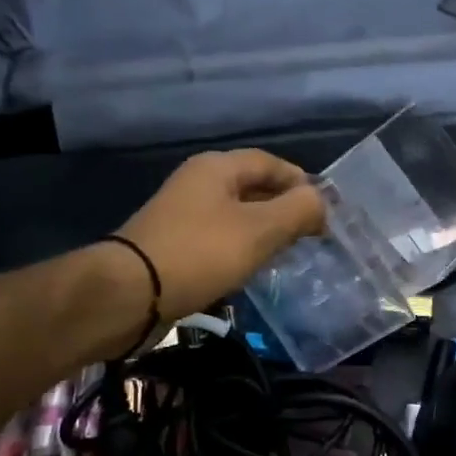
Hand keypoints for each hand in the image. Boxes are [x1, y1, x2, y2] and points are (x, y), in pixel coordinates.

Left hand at [117, 150, 325, 320]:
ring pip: (237, 214)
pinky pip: (219, 237)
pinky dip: (242, 247)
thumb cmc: (201, 253)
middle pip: (253, 187)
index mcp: (217, 168)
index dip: (301, 182)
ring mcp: (182, 214)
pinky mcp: (174, 243)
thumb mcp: (260, 230)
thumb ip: (298, 211)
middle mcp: (198, 182)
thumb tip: (320, 203)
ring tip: (288, 252)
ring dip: (264, 230)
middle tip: (311, 233)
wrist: (130, 293)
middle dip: (285, 207)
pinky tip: (252, 267)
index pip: (271, 163)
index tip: (326, 210)